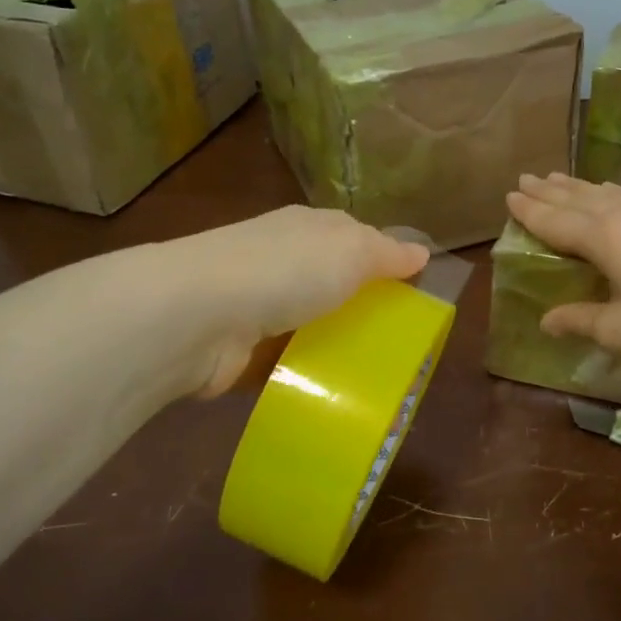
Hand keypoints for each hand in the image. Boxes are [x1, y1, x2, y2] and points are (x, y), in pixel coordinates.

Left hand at [161, 207, 429, 397]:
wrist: (198, 315)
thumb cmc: (286, 271)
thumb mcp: (351, 251)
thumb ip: (387, 253)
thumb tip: (421, 251)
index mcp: (308, 228)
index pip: (354, 238)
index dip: (384, 262)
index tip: (414, 294)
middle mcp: (280, 260)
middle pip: (332, 284)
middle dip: (361, 309)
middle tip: (400, 343)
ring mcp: (257, 304)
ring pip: (309, 324)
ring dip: (333, 344)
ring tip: (374, 375)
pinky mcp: (241, 348)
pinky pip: (284, 360)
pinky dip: (304, 373)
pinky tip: (331, 392)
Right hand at [505, 173, 620, 356]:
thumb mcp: (619, 331)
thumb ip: (579, 321)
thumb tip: (546, 321)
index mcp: (602, 239)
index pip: (555, 220)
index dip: (530, 210)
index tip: (510, 195)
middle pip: (576, 198)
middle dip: (547, 190)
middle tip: (525, 178)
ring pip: (604, 191)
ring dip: (576, 185)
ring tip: (557, 178)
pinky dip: (609, 190)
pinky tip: (611, 190)